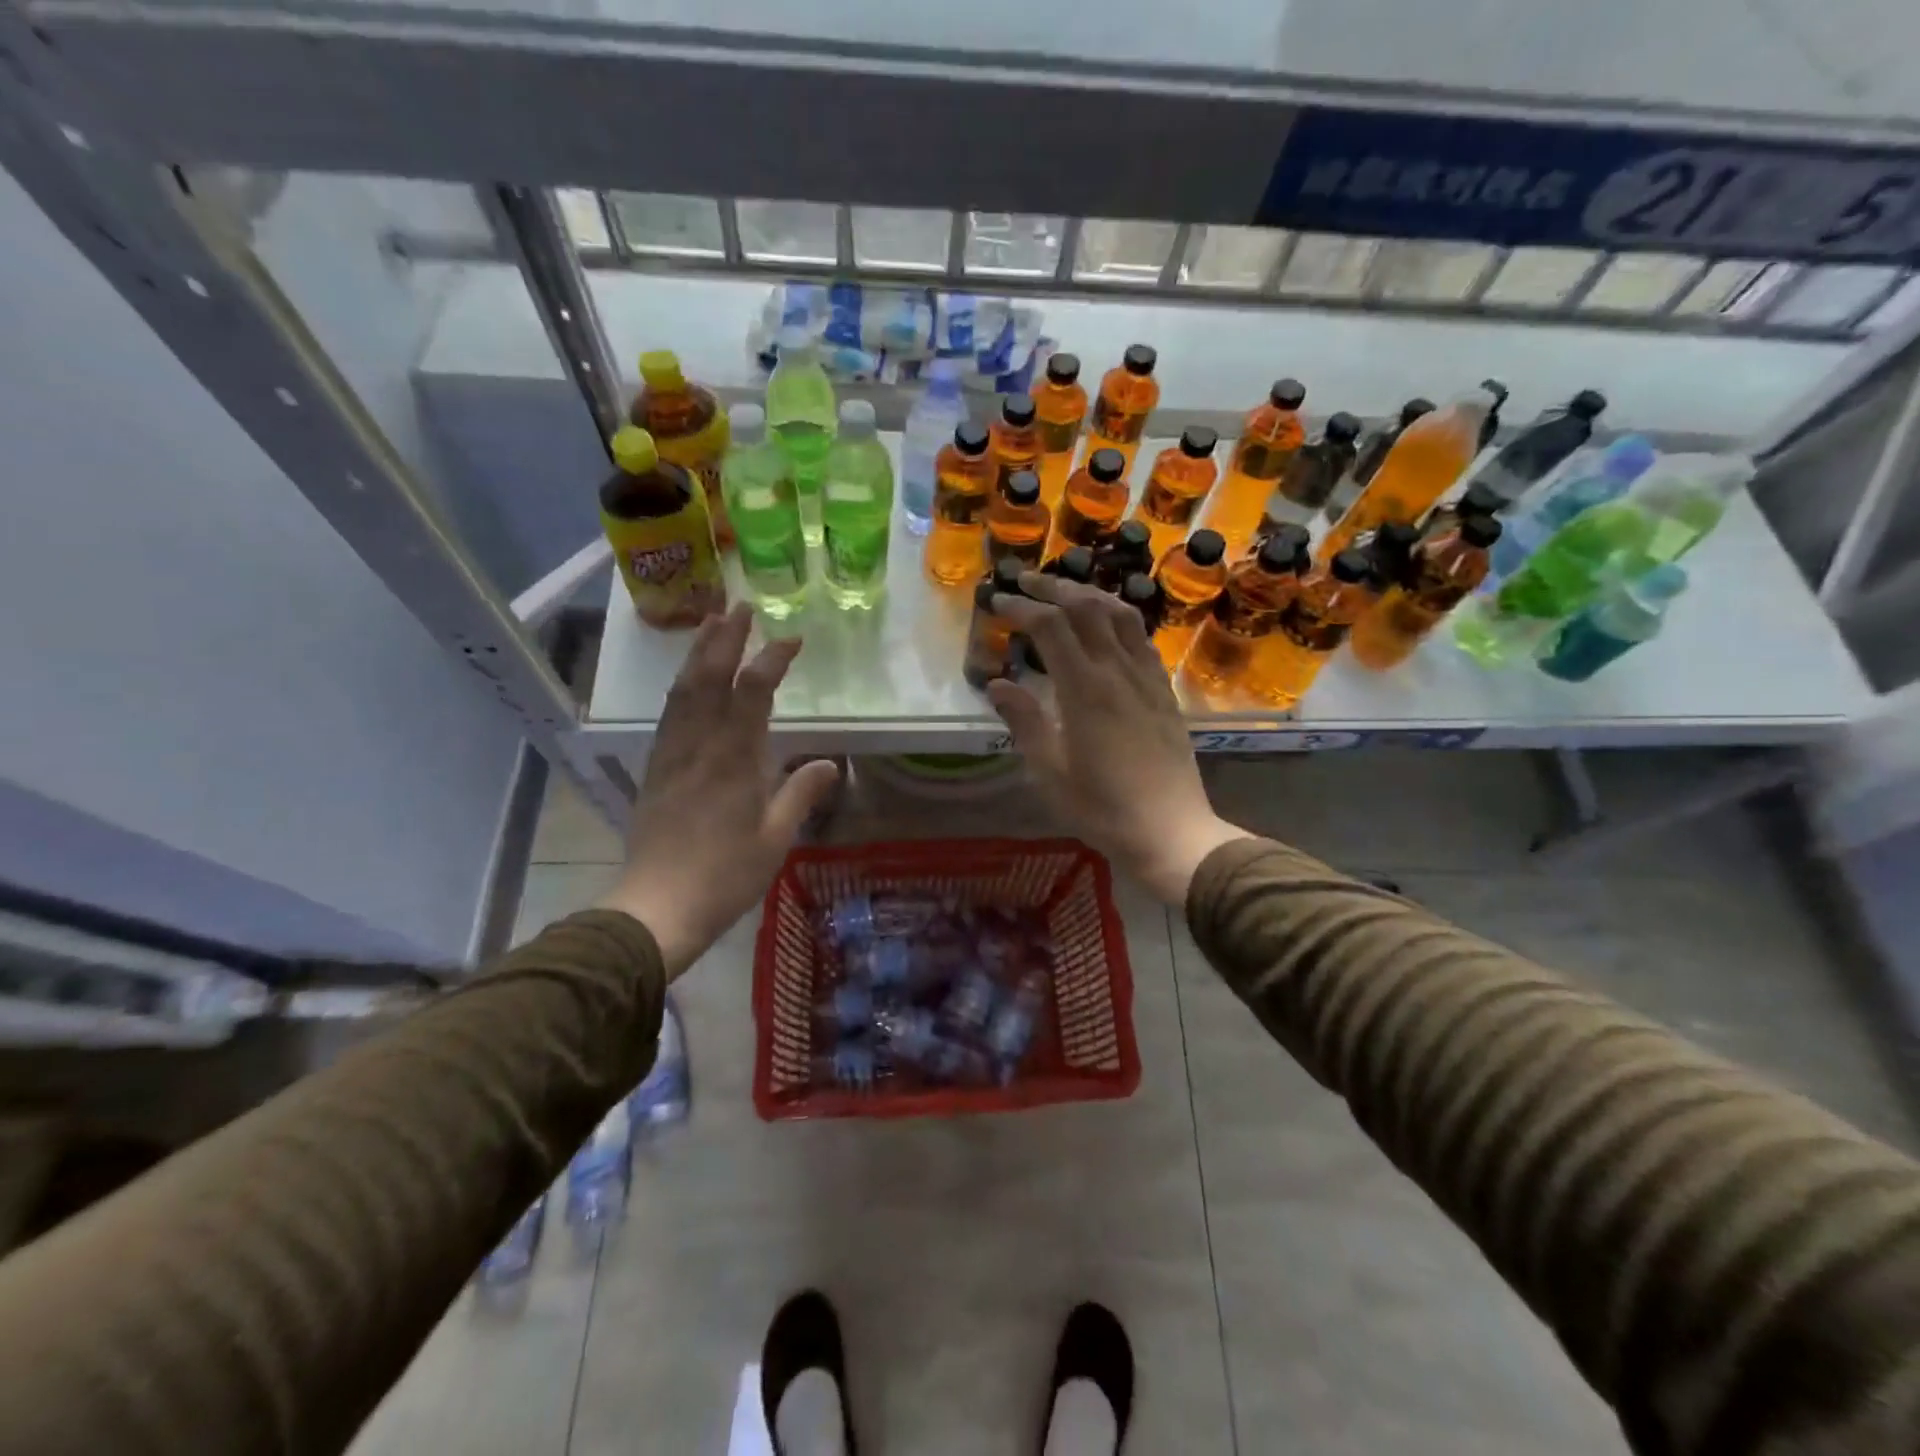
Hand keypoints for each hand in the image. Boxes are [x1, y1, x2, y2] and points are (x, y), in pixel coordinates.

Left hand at [597, 605, 839, 977]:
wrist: (658, 905)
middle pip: (709, 677)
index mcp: (734, 759)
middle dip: (725, 638)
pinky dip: (681, 685)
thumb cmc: (725, 875)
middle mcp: (699, 746)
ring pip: (682, 690)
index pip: (753, 691)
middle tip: (739, 605)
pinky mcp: (655, 768)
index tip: (791, 639)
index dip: (772, 658)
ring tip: (710, 623)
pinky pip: (668, 714)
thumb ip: (800, 794)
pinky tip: (688, 680)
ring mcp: (672, 754)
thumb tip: (828, 763)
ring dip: (698, 652)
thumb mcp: (775, 838)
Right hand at [987, 573, 1245, 903]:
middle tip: (1024, 581)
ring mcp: (1147, 678)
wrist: (1171, 831)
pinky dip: (1119, 618)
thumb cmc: (1102, 808)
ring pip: (1121, 615)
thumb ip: (1023, 722)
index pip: (1050, 627)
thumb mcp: (1049, 772)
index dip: (1021, 608)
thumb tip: (997, 684)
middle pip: (1087, 608)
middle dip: (1053, 587)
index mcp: (1085, 690)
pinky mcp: (1164, 691)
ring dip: (1090, 594)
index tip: (998, 602)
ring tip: (1065, 592)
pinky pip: (1142, 639)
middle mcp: (1118, 672)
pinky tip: (1108, 626)